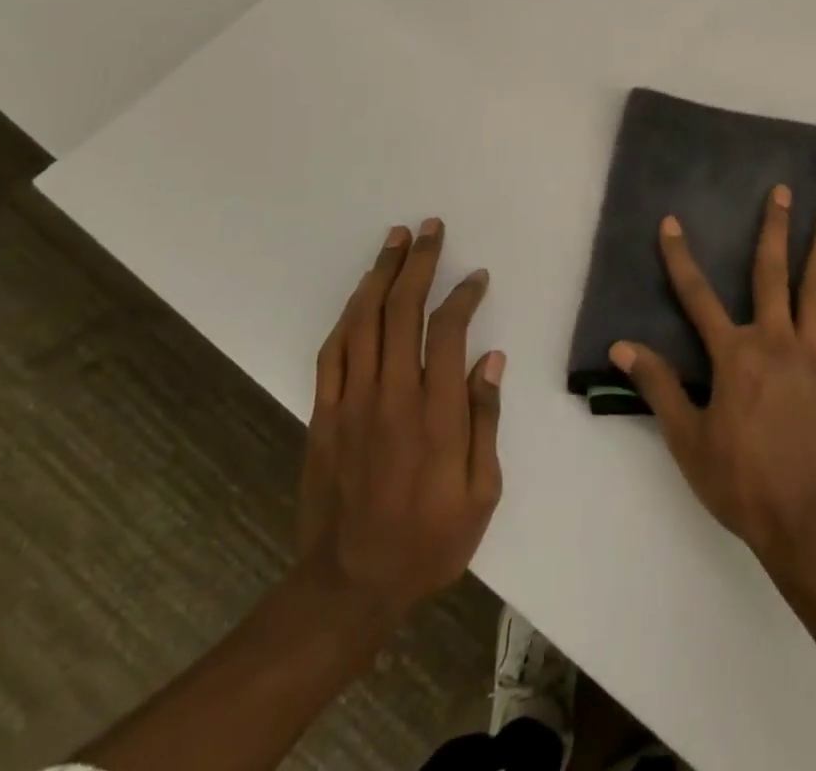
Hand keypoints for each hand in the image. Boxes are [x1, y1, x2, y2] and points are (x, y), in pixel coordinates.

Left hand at [295, 218, 504, 629]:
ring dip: (380, 276)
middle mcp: (392, 396)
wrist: (349, 585)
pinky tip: (360, 294)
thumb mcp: (482, 491)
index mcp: (436, 413)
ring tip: (395, 240)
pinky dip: (347, 315)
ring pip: (363, 322)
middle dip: (418, 263)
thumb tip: (492, 358)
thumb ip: (485, 419)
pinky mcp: (323, 415)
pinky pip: (332, 352)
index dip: (463, 295)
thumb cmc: (429, 539)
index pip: (449, 331)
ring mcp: (351, 403)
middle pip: (402, 312)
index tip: (477, 277)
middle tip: (430, 228)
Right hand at [610, 185, 815, 575]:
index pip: (697, 297)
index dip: (680, 258)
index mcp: (734, 355)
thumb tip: (623, 346)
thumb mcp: (687, 438)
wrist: (802, 521)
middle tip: (783, 191)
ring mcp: (813, 356)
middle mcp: (774, 341)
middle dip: (774, 229)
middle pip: (771, 274)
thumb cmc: (738, 481)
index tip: (671, 223)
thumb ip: (658, 386)